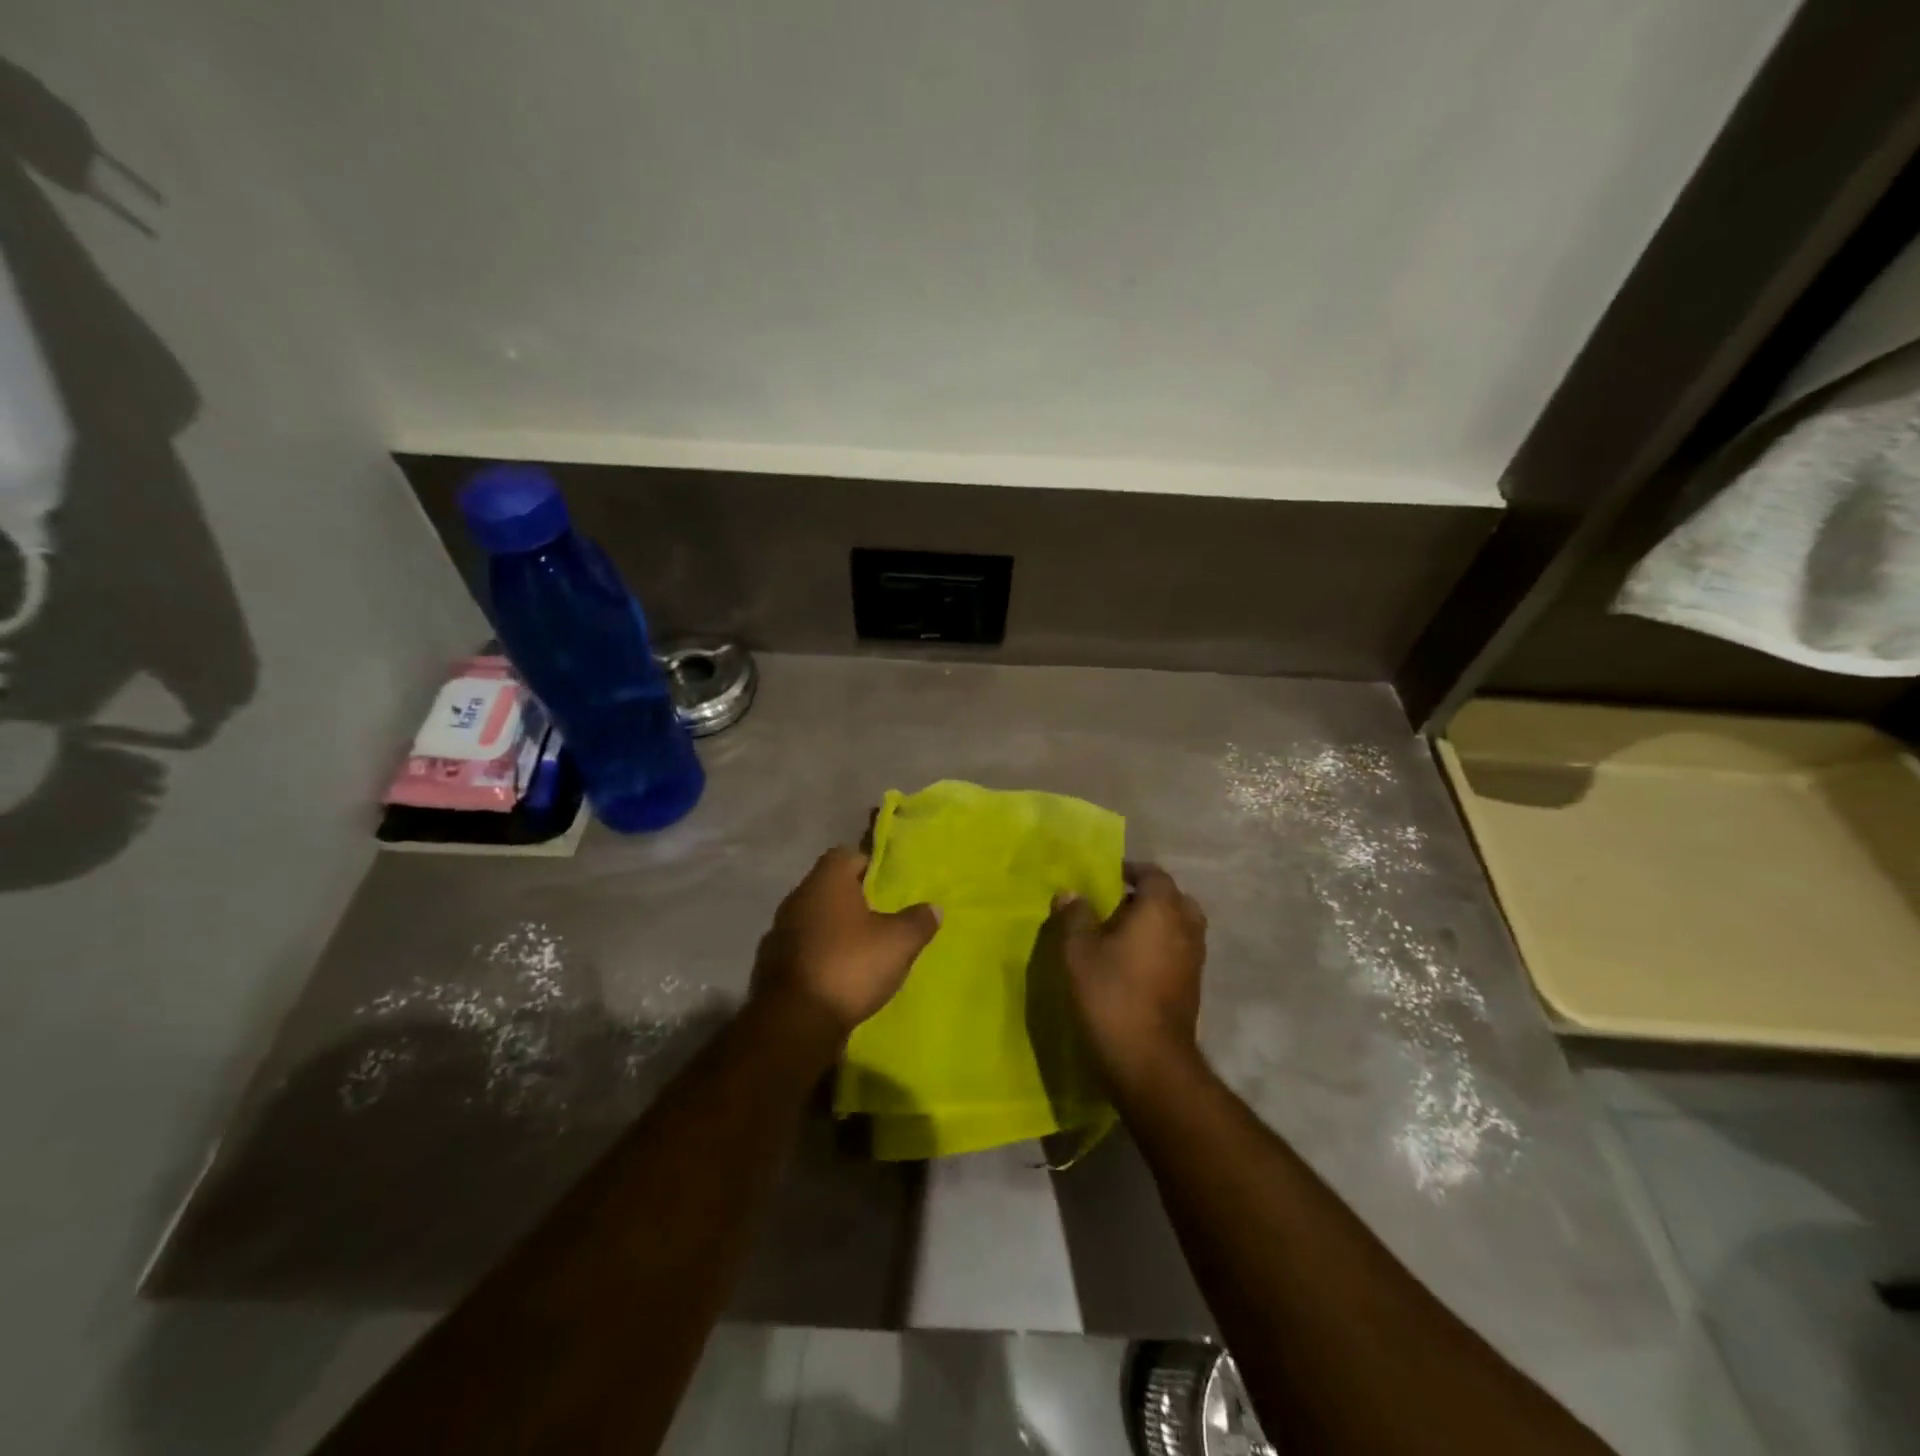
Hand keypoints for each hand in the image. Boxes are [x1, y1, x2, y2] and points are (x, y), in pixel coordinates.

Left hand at [750, 847, 938, 1042]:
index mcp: (826, 881)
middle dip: (851, 900)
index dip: (868, 867)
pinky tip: (836, 975)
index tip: (887, 887)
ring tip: (860, 950)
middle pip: (827, 888)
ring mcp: (779, 932)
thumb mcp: (899, 943)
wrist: (795, 1021)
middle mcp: (797, 898)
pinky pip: (801, 949)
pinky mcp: (770, 965)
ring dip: (832, 930)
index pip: (846, 855)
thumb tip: (933, 908)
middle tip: (879, 918)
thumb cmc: (850, 966)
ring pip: (812, 919)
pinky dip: (817, 956)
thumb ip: (918, 921)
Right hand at [1050, 864, 1206, 1091]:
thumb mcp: (1079, 951)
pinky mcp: (1194, 986)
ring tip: (1122, 935)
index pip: (1153, 874)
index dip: (1130, 871)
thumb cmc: (1111, 994)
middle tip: (1116, 905)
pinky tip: (1134, 963)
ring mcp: (1195, 958)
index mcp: (1162, 908)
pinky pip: (1179, 951)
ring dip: (1157, 924)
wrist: (1149, 1060)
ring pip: (1179, 926)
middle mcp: (1186, 927)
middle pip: (1173, 898)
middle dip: (1147, 897)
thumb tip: (1070, 893)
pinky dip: (1162, 947)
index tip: (1107, 877)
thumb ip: (1074, 916)